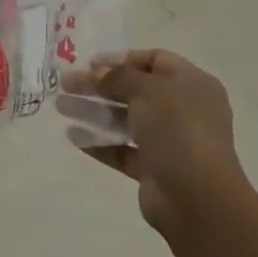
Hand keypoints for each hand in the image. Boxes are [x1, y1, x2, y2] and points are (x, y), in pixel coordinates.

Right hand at [60, 49, 247, 239]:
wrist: (197, 197)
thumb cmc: (178, 129)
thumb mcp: (147, 89)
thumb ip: (117, 76)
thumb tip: (96, 73)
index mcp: (192, 84)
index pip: (155, 60)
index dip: (122, 58)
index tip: (90, 62)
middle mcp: (183, 109)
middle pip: (135, 90)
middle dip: (99, 85)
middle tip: (66, 84)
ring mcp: (169, 141)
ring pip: (125, 120)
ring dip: (94, 112)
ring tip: (60, 107)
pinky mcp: (154, 169)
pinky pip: (123, 150)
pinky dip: (100, 142)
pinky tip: (73, 136)